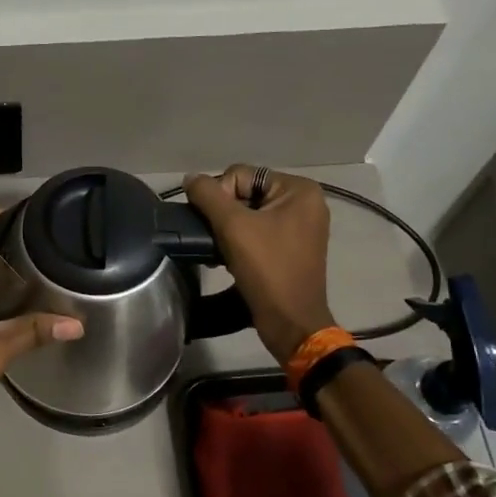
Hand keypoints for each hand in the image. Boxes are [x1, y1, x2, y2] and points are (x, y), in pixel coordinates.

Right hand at [183, 165, 334, 363]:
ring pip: (248, 214)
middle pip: (245, 193)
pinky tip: (230, 259)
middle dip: (225, 215)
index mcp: (299, 190)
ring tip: (221, 251)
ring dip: (229, 230)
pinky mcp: (292, 248)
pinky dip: (240, 242)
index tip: (218, 227)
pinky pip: (258, 232)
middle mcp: (304, 203)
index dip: (220, 197)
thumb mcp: (233, 226)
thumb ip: (207, 195)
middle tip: (216, 240)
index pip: (241, 175)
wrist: (290, 321)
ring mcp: (300, 227)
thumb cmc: (266, 269)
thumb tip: (190, 179)